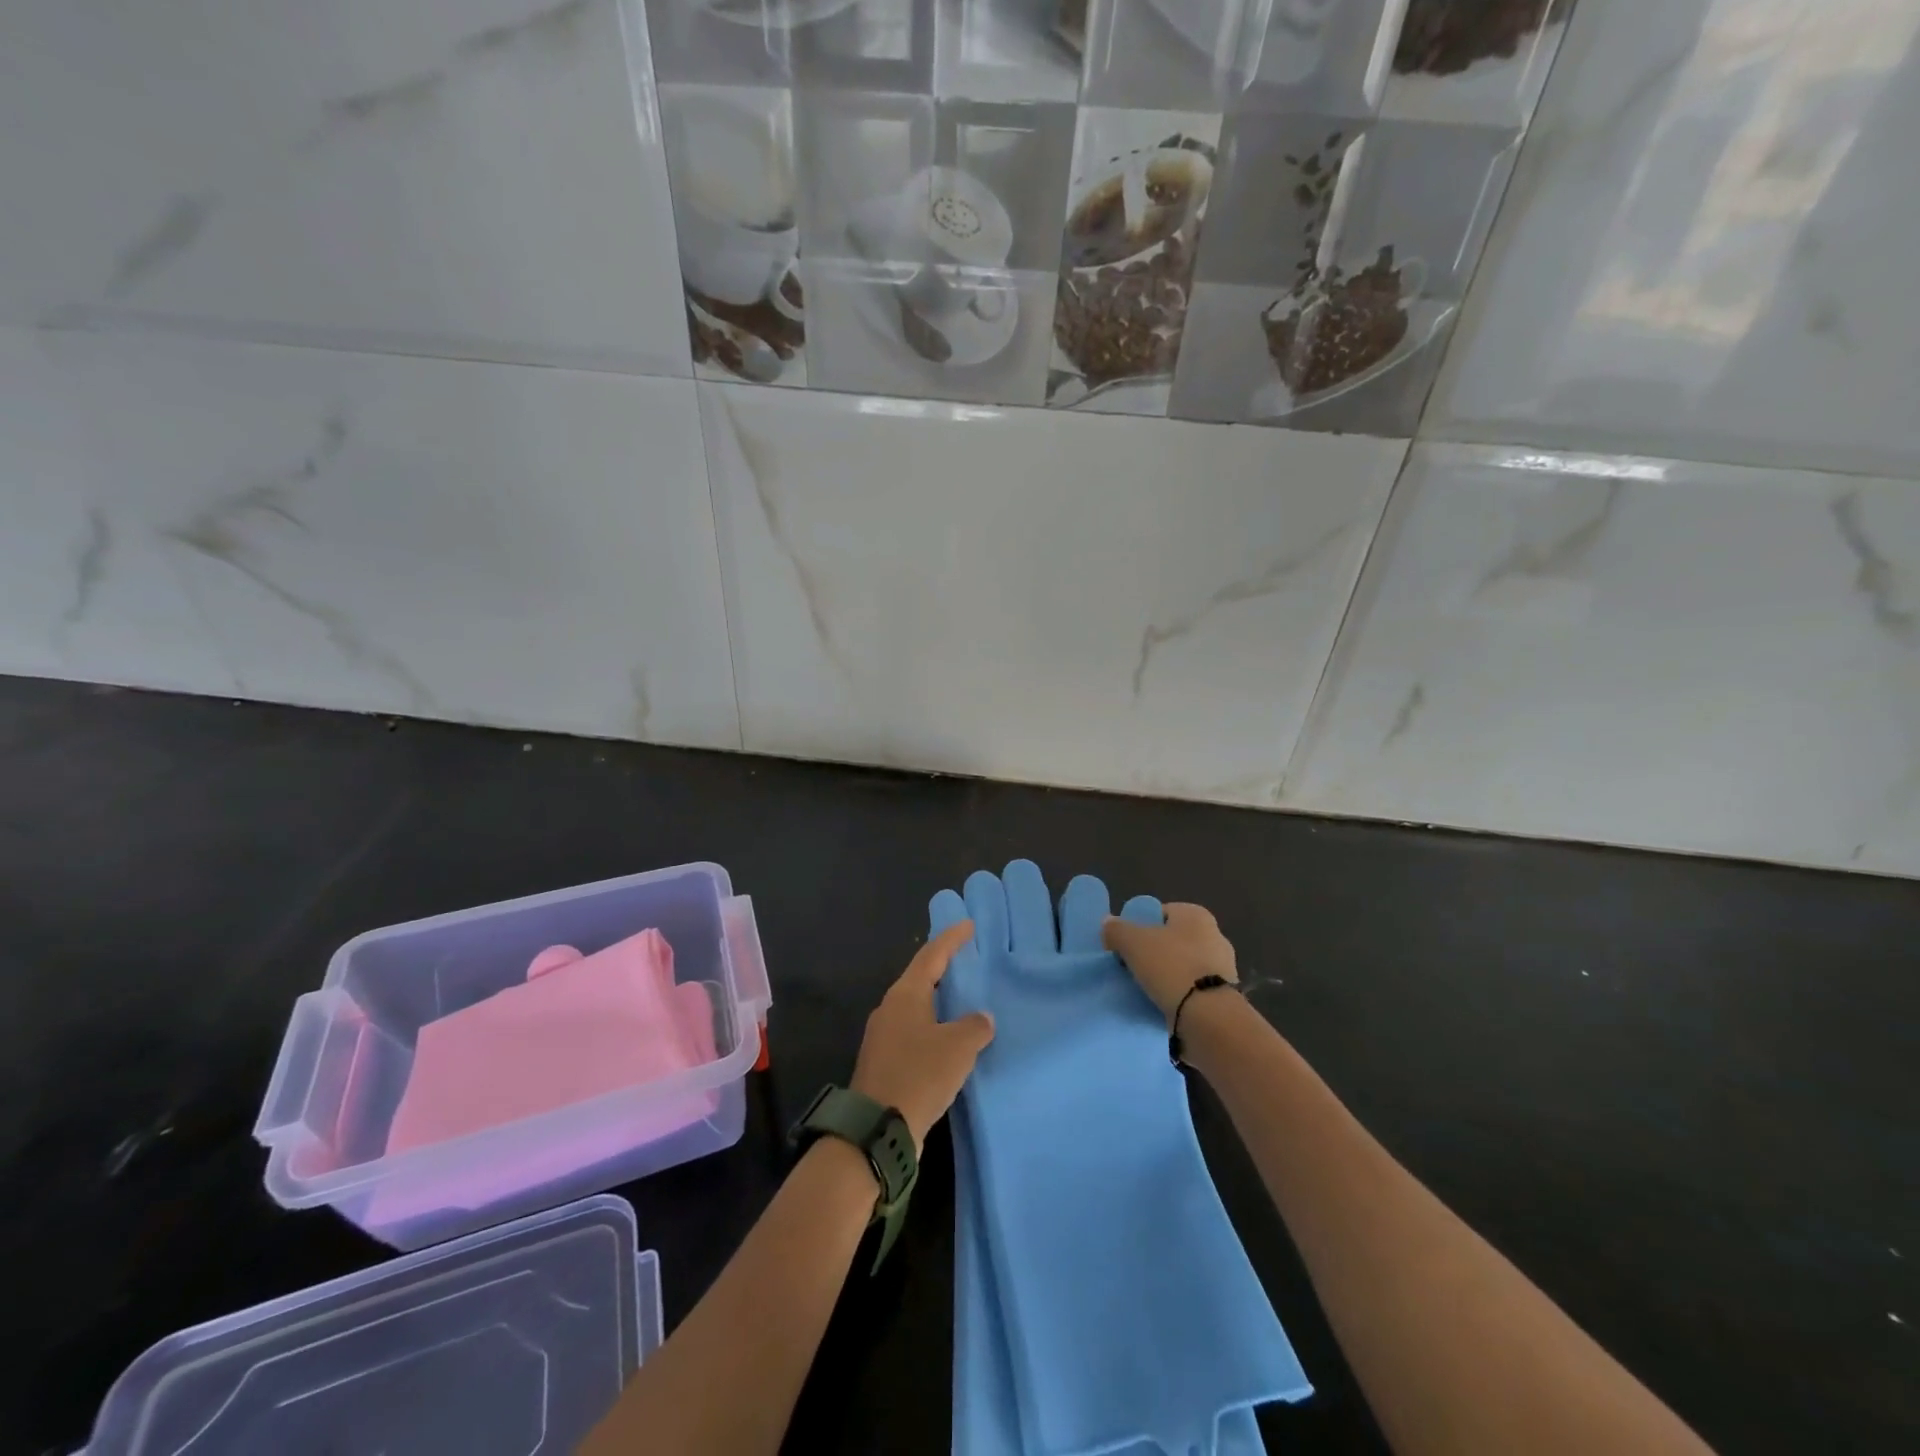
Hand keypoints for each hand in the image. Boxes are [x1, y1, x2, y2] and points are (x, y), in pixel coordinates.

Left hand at [851, 920, 995, 1151]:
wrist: (877, 1129)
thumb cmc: (919, 1075)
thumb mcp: (958, 1048)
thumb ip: (975, 1026)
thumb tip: (982, 1018)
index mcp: (905, 995)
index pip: (931, 956)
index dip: (951, 939)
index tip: (968, 925)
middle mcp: (890, 1009)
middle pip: (920, 978)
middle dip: (943, 968)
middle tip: (967, 960)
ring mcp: (883, 1037)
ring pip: (916, 1007)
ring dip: (938, 1001)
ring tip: (962, 1000)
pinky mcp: (884, 1062)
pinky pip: (913, 1032)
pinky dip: (933, 1028)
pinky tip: (948, 1040)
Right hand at [1102, 902, 1237, 1022]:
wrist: (1207, 1016)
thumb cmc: (1171, 966)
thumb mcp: (1132, 942)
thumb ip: (1117, 929)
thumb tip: (1108, 923)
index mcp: (1196, 915)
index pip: (1161, 913)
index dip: (1140, 926)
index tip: (1126, 945)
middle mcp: (1215, 935)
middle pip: (1173, 939)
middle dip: (1154, 951)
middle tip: (1132, 966)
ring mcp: (1223, 967)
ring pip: (1184, 965)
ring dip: (1167, 975)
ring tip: (1145, 989)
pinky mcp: (1224, 995)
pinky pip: (1193, 989)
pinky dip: (1180, 994)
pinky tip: (1163, 1003)